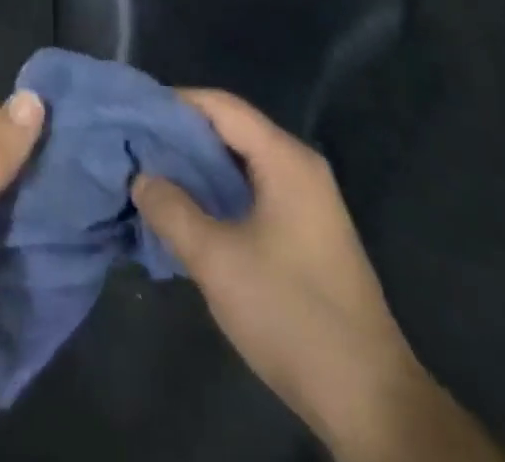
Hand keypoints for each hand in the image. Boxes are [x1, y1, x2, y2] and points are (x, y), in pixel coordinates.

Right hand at [133, 90, 491, 461]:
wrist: (369, 400)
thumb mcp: (216, 260)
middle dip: (182, 137)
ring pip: (241, 163)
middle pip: (231, 130)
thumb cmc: (290, 314)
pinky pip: (253, 191)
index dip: (175, 103)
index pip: (221, 106)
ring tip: (153, 177)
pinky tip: (189, 212)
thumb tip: (142, 177)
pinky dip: (218, 192)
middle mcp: (299, 167)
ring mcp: (307, 201)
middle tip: (136, 147)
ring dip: (198, 168)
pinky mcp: (306, 232)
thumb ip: (172, 210)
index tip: (135, 114)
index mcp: (285, 159)